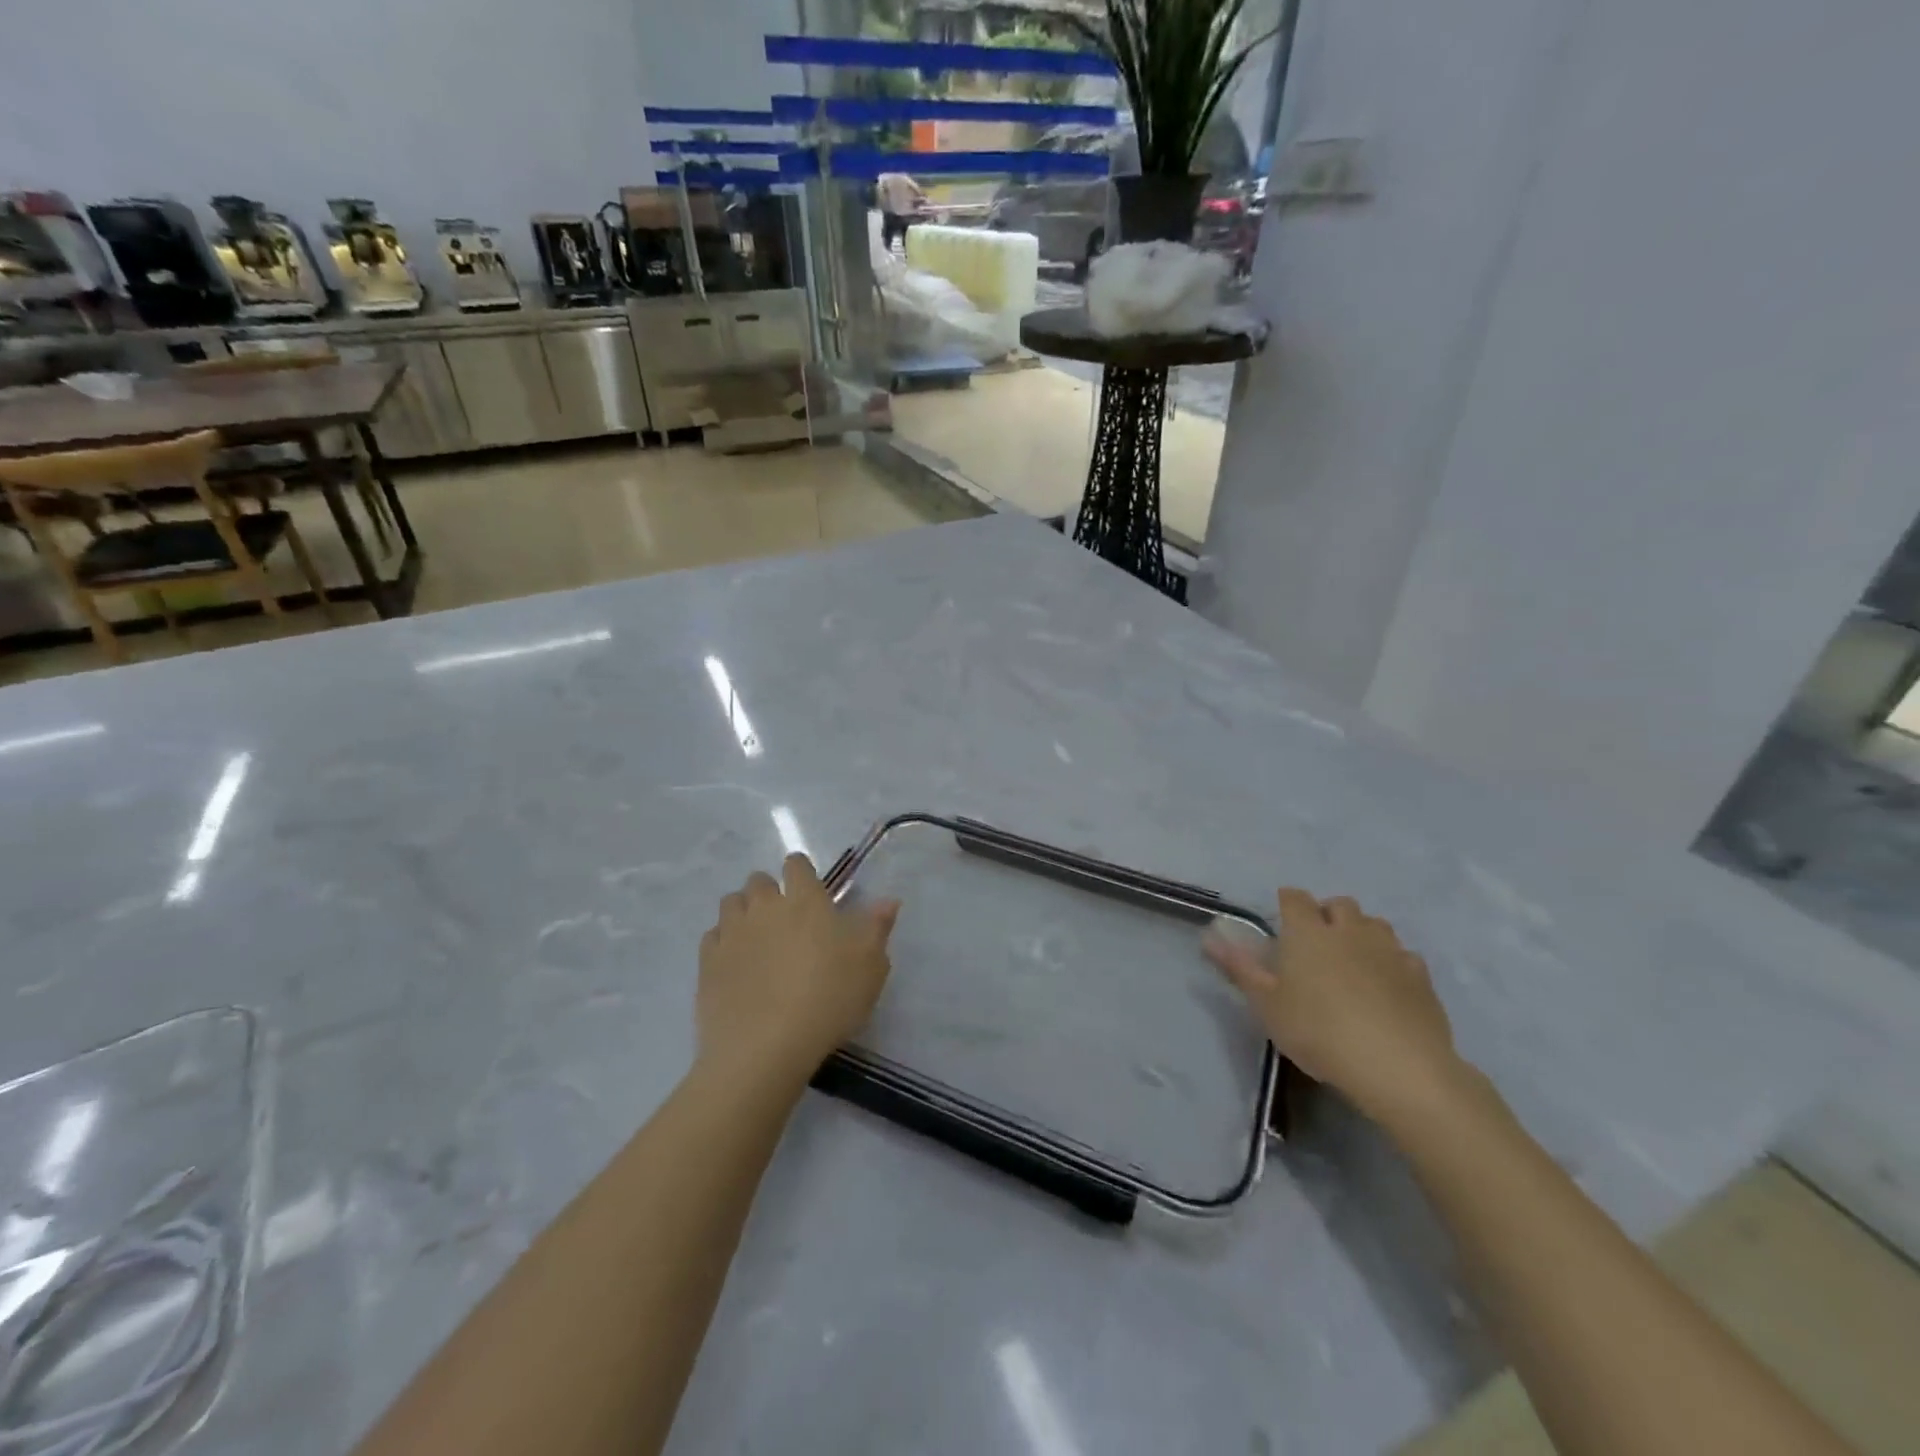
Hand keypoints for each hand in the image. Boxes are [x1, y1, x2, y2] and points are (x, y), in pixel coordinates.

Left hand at [697, 854, 901, 1086]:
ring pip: (731, 903)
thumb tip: (888, 900)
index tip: (810, 890)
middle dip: (769, 891)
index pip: (796, 864)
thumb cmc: (828, 999)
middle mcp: (764, 906)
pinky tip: (735, 963)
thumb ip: (877, 927)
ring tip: (757, 938)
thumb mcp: (870, 965)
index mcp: (805, 900)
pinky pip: (712, 937)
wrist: (765, 1047)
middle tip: (784, 919)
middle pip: (758, 880)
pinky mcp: (707, 962)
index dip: (802, 872)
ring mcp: (731, 933)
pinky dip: (723, 942)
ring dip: (743, 911)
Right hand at [1203, 890, 1461, 1125]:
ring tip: (1352, 959)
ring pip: (1375, 923)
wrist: (1397, 1067)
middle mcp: (1349, 930)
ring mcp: (1389, 950)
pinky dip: (1392, 961)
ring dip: (1362, 932)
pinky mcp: (1420, 976)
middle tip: (1317, 942)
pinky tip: (1387, 984)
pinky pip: (1404, 955)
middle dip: (1327, 914)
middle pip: (1339, 903)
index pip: (1294, 898)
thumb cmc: (1318, 1031)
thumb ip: (1239, 968)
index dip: (1286, 903)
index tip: (1281, 922)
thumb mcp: (1267, 1005)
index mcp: (1308, 932)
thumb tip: (1209, 937)